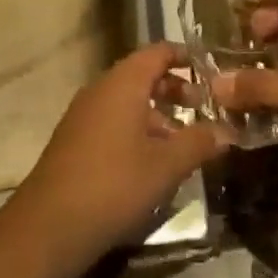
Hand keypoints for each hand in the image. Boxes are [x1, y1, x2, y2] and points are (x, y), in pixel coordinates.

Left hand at [12, 41, 227, 265]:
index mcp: (123, 83)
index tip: (211, 69)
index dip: (185, 56)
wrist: (49, 225)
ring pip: (128, 100)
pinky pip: (113, 120)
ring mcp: (84, 114)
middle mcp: (101, 89)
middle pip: (143, 75)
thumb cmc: (114, 184)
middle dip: (175, 88)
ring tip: (183, 141)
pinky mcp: (75, 139)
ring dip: (157, 114)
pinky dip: (137, 128)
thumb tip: (228, 131)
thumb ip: (199, 142)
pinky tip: (152, 161)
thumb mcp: (166, 165)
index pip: (158, 52)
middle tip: (203, 107)